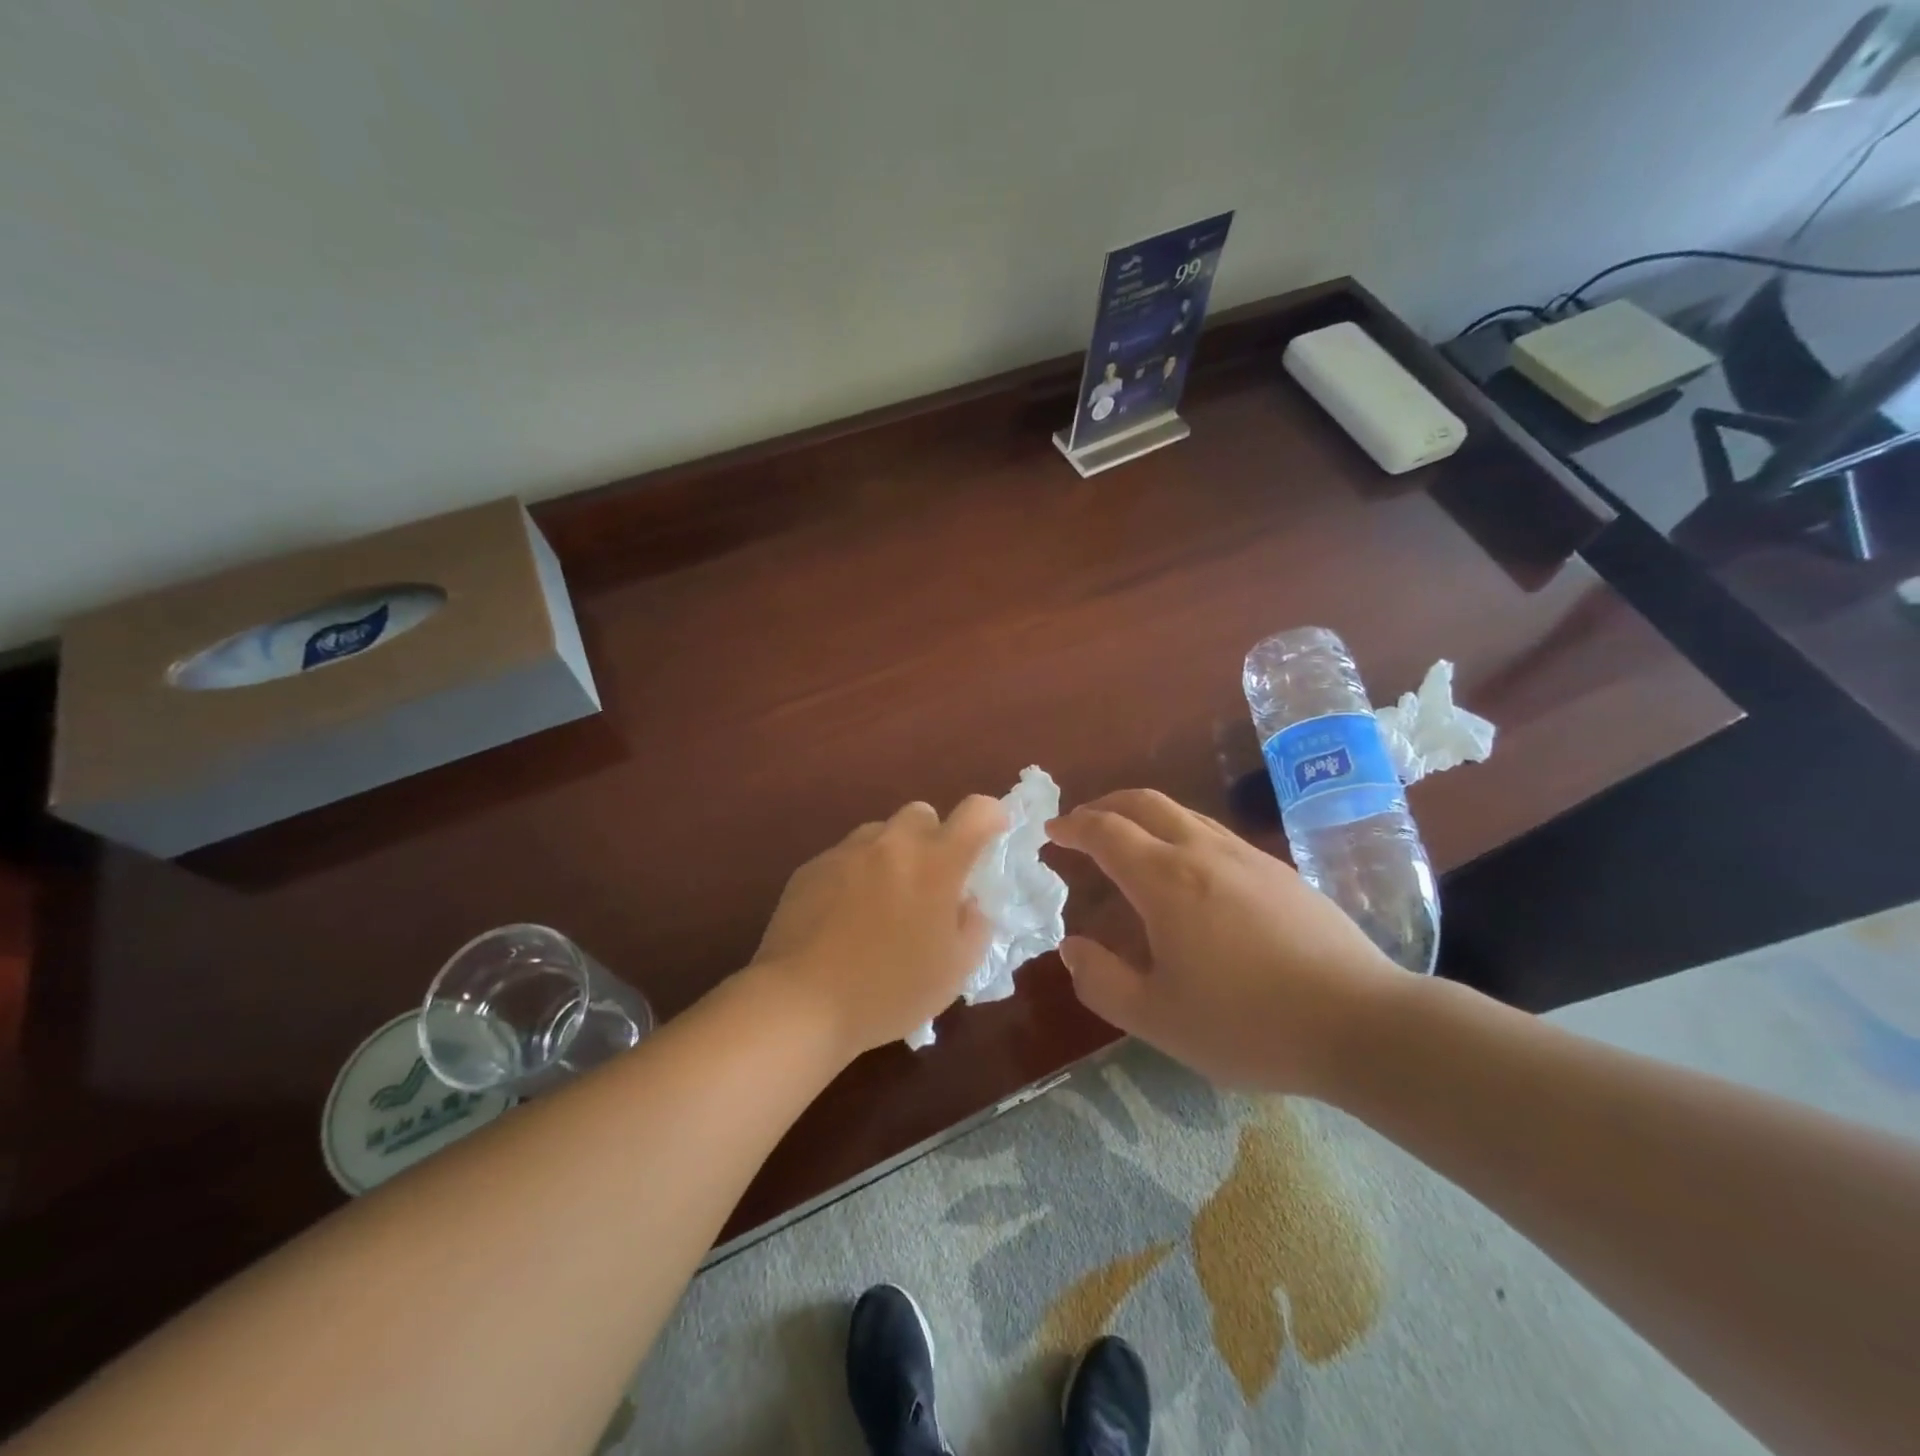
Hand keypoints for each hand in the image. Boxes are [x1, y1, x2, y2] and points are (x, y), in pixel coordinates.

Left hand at [750, 797, 1009, 1057]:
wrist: (802, 1002)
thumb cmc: (890, 990)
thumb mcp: (955, 970)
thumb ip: (974, 925)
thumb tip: (966, 902)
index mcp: (936, 864)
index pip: (977, 811)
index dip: (991, 817)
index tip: (991, 837)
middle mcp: (893, 844)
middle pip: (922, 814)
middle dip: (933, 839)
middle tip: (929, 883)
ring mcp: (847, 852)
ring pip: (880, 834)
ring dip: (891, 856)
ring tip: (881, 903)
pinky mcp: (811, 867)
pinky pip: (845, 857)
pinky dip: (855, 875)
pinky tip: (843, 918)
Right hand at [1046, 789, 1404, 1095]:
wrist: (1361, 1024)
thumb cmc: (1248, 1024)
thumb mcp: (1157, 1019)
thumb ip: (1102, 981)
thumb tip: (1072, 948)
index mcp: (1166, 879)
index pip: (1106, 832)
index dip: (1073, 826)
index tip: (1051, 832)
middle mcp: (1203, 852)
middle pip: (1144, 803)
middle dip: (1105, 805)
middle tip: (1082, 825)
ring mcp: (1247, 856)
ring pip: (1183, 813)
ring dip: (1144, 817)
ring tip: (1129, 844)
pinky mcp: (1280, 872)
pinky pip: (1214, 834)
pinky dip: (1180, 834)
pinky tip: (1188, 873)